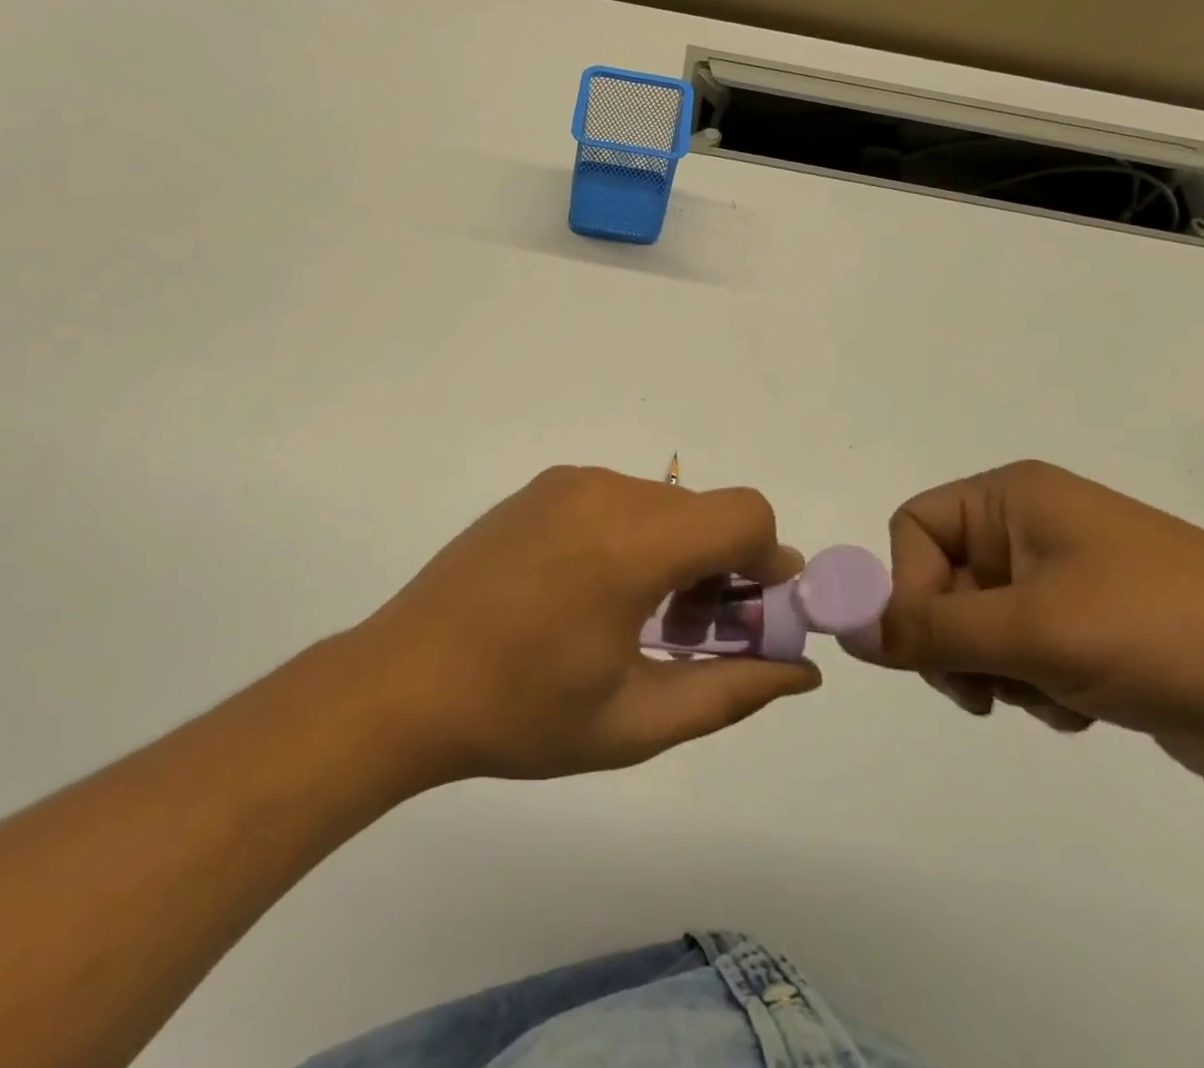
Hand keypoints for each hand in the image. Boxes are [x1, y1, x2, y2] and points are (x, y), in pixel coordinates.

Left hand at [344, 466, 819, 783]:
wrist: (401, 682)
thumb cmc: (521, 713)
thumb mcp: (637, 720)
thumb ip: (732, 690)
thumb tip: (801, 673)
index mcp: (633, 542)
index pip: (746, 515)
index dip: (770, 562)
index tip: (756, 616)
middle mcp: (605, 492)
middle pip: (705, 511)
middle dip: (724, 567)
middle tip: (695, 635)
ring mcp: (566, 484)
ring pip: (662, 505)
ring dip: (678, 553)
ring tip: (642, 621)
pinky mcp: (538, 489)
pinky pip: (617, 501)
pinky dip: (636, 537)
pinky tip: (596, 594)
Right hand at [851, 461, 1203, 799]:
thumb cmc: (1164, 633)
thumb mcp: (1032, 630)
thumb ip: (927, 630)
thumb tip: (843, 630)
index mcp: (1012, 499)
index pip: (913, 528)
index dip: (905, 584)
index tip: (924, 647)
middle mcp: (1029, 530)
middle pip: (938, 580)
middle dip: (952, 641)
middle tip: (982, 688)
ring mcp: (1061, 582)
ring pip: (974, 626)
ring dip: (995, 671)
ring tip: (1049, 695)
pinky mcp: (1089, 633)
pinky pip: (1019, 656)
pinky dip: (1032, 687)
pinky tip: (1080, 708)